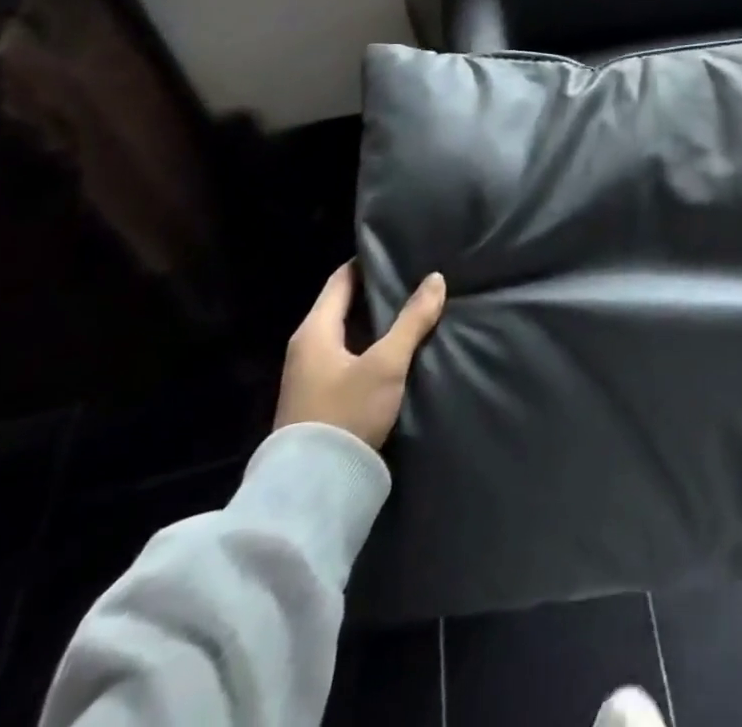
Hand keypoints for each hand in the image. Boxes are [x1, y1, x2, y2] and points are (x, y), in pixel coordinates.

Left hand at [274, 263, 446, 447]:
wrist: (312, 489)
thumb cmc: (346, 413)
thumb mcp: (386, 363)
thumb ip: (412, 320)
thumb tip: (435, 278)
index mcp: (314, 331)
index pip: (341, 280)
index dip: (368, 263)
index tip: (400, 251)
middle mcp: (306, 348)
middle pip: (344, 306)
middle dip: (377, 292)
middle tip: (416, 278)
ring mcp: (310, 376)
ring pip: (348, 334)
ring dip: (376, 322)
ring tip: (413, 309)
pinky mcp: (319, 400)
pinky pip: (348, 357)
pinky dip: (371, 346)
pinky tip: (397, 349)